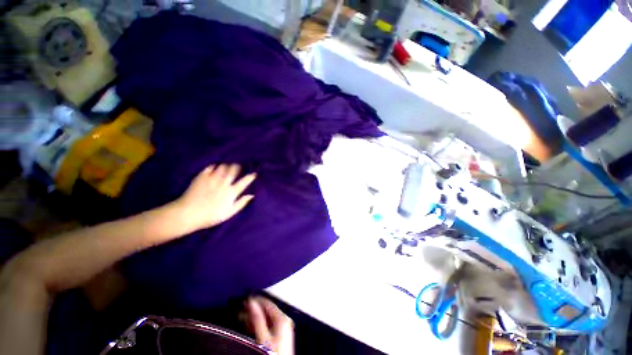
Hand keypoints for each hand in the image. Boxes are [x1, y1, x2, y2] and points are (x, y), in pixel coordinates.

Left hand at [172, 164, 255, 233]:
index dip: (250, 177)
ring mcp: (211, 179)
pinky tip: (214, 168)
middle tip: (237, 167)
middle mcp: (223, 184)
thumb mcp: (228, 213)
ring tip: (226, 167)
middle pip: (233, 171)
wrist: (187, 214)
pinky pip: (209, 168)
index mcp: (231, 192)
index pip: (244, 182)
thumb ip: (241, 203)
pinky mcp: (201, 177)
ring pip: (222, 167)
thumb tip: (251, 195)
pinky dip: (213, 167)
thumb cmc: (210, 216)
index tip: (254, 174)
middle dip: (237, 167)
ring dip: (226, 166)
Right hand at [246, 297, 293, 354]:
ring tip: (241, 315)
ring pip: (265, 318)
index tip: (246, 299)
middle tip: (241, 307)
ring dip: (254, 317)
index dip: (257, 300)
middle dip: (254, 309)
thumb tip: (251, 302)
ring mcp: (281, 328)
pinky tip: (248, 324)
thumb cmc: (273, 353)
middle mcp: (283, 320)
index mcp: (282, 318)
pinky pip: (267, 325)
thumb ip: (257, 319)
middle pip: (267, 311)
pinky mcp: (278, 336)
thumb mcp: (263, 336)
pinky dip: (257, 324)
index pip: (268, 304)